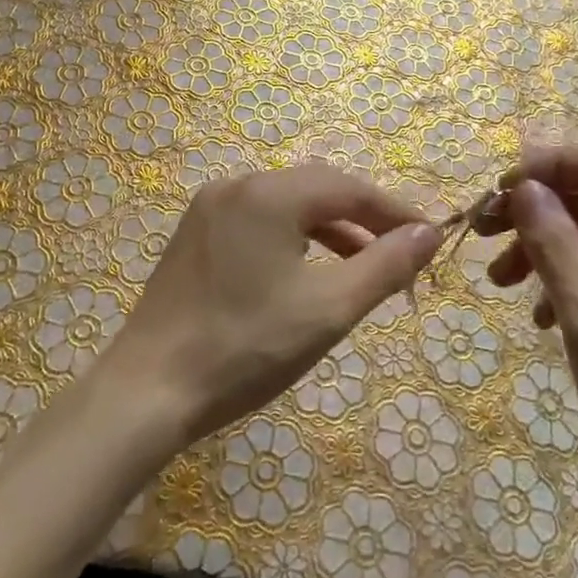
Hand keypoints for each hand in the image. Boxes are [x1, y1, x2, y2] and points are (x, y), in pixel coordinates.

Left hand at [104, 164, 442, 448]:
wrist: (148, 391)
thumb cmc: (246, 347)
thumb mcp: (328, 308)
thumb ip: (385, 265)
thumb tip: (429, 234)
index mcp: (269, 193)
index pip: (350, 188)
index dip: (395, 213)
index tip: (429, 239)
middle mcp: (238, 185)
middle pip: (318, 189)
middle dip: (364, 218)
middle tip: (401, 253)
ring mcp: (210, 207)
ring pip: (288, 205)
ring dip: (331, 229)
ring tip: (364, 264)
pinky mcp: (195, 234)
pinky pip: (259, 221)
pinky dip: (294, 238)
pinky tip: (308, 270)